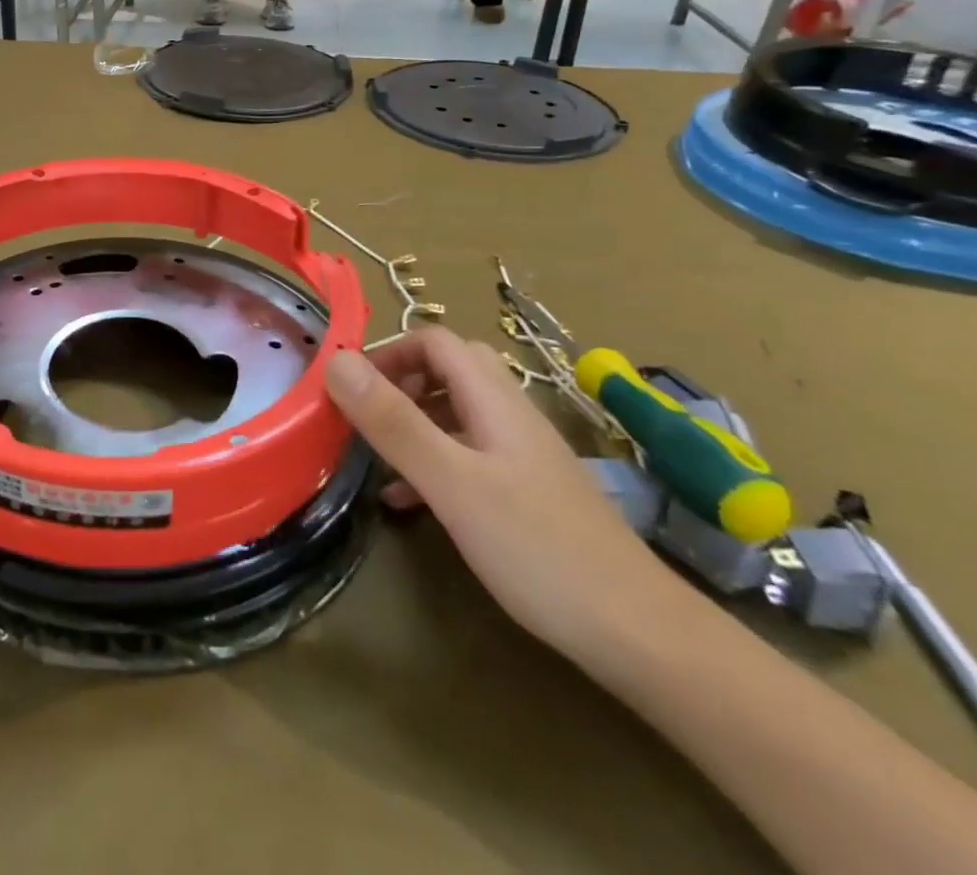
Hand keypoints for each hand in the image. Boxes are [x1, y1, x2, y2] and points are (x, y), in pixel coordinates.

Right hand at [325, 329, 696, 668]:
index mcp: (494, 399)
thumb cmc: (538, 549)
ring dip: (411, 421)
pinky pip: (467, 456)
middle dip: (399, 381)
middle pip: (449, 370)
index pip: (435, 341)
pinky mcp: (527, 494)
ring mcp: (522, 456)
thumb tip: (336, 361)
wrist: (640, 635)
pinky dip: (431, 462)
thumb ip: (393, 421)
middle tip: (364, 415)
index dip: (388, 351)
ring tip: (372, 454)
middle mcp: (510, 416)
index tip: (348, 386)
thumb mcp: (452, 482)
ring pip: (457, 413)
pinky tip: (405, 501)